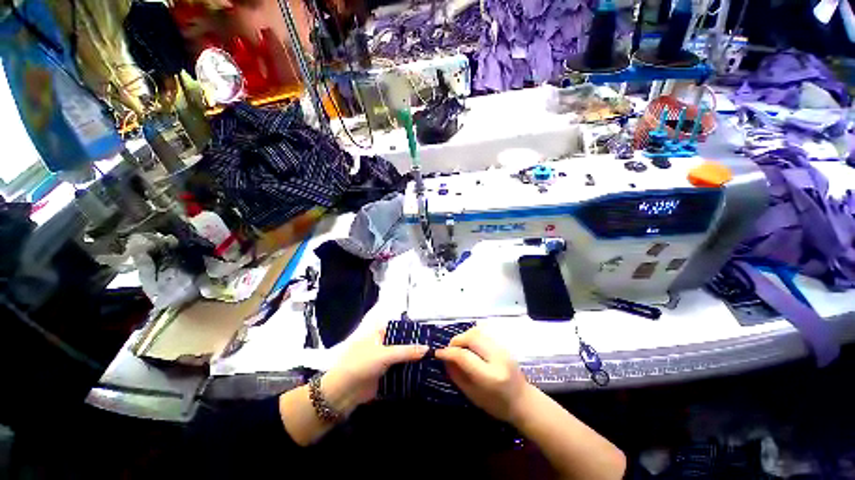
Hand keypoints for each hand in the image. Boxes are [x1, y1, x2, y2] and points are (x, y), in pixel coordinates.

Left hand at [320, 326, 428, 415]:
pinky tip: (424, 372)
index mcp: (380, 333)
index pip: (400, 327)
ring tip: (434, 358)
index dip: (414, 329)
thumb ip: (407, 351)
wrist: (343, 392)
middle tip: (435, 346)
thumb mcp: (385, 354)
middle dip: (416, 346)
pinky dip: (410, 371)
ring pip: (403, 357)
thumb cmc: (361, 364)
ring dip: (414, 359)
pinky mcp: (385, 374)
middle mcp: (383, 344)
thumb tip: (428, 348)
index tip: (430, 332)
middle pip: (403, 343)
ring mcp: (384, 359)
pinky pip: (400, 370)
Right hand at [435, 327, 531, 423]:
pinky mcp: (503, 345)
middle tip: (449, 349)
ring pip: (477, 332)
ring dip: (464, 337)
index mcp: (490, 376)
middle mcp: (497, 358)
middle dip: (456, 340)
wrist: (523, 401)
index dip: (448, 352)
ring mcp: (503, 349)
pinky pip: (484, 333)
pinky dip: (472, 336)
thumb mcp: (472, 395)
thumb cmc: (496, 404)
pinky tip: (469, 346)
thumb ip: (456, 376)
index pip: (464, 356)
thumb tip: (443, 359)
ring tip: (459, 347)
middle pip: (471, 337)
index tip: (438, 353)